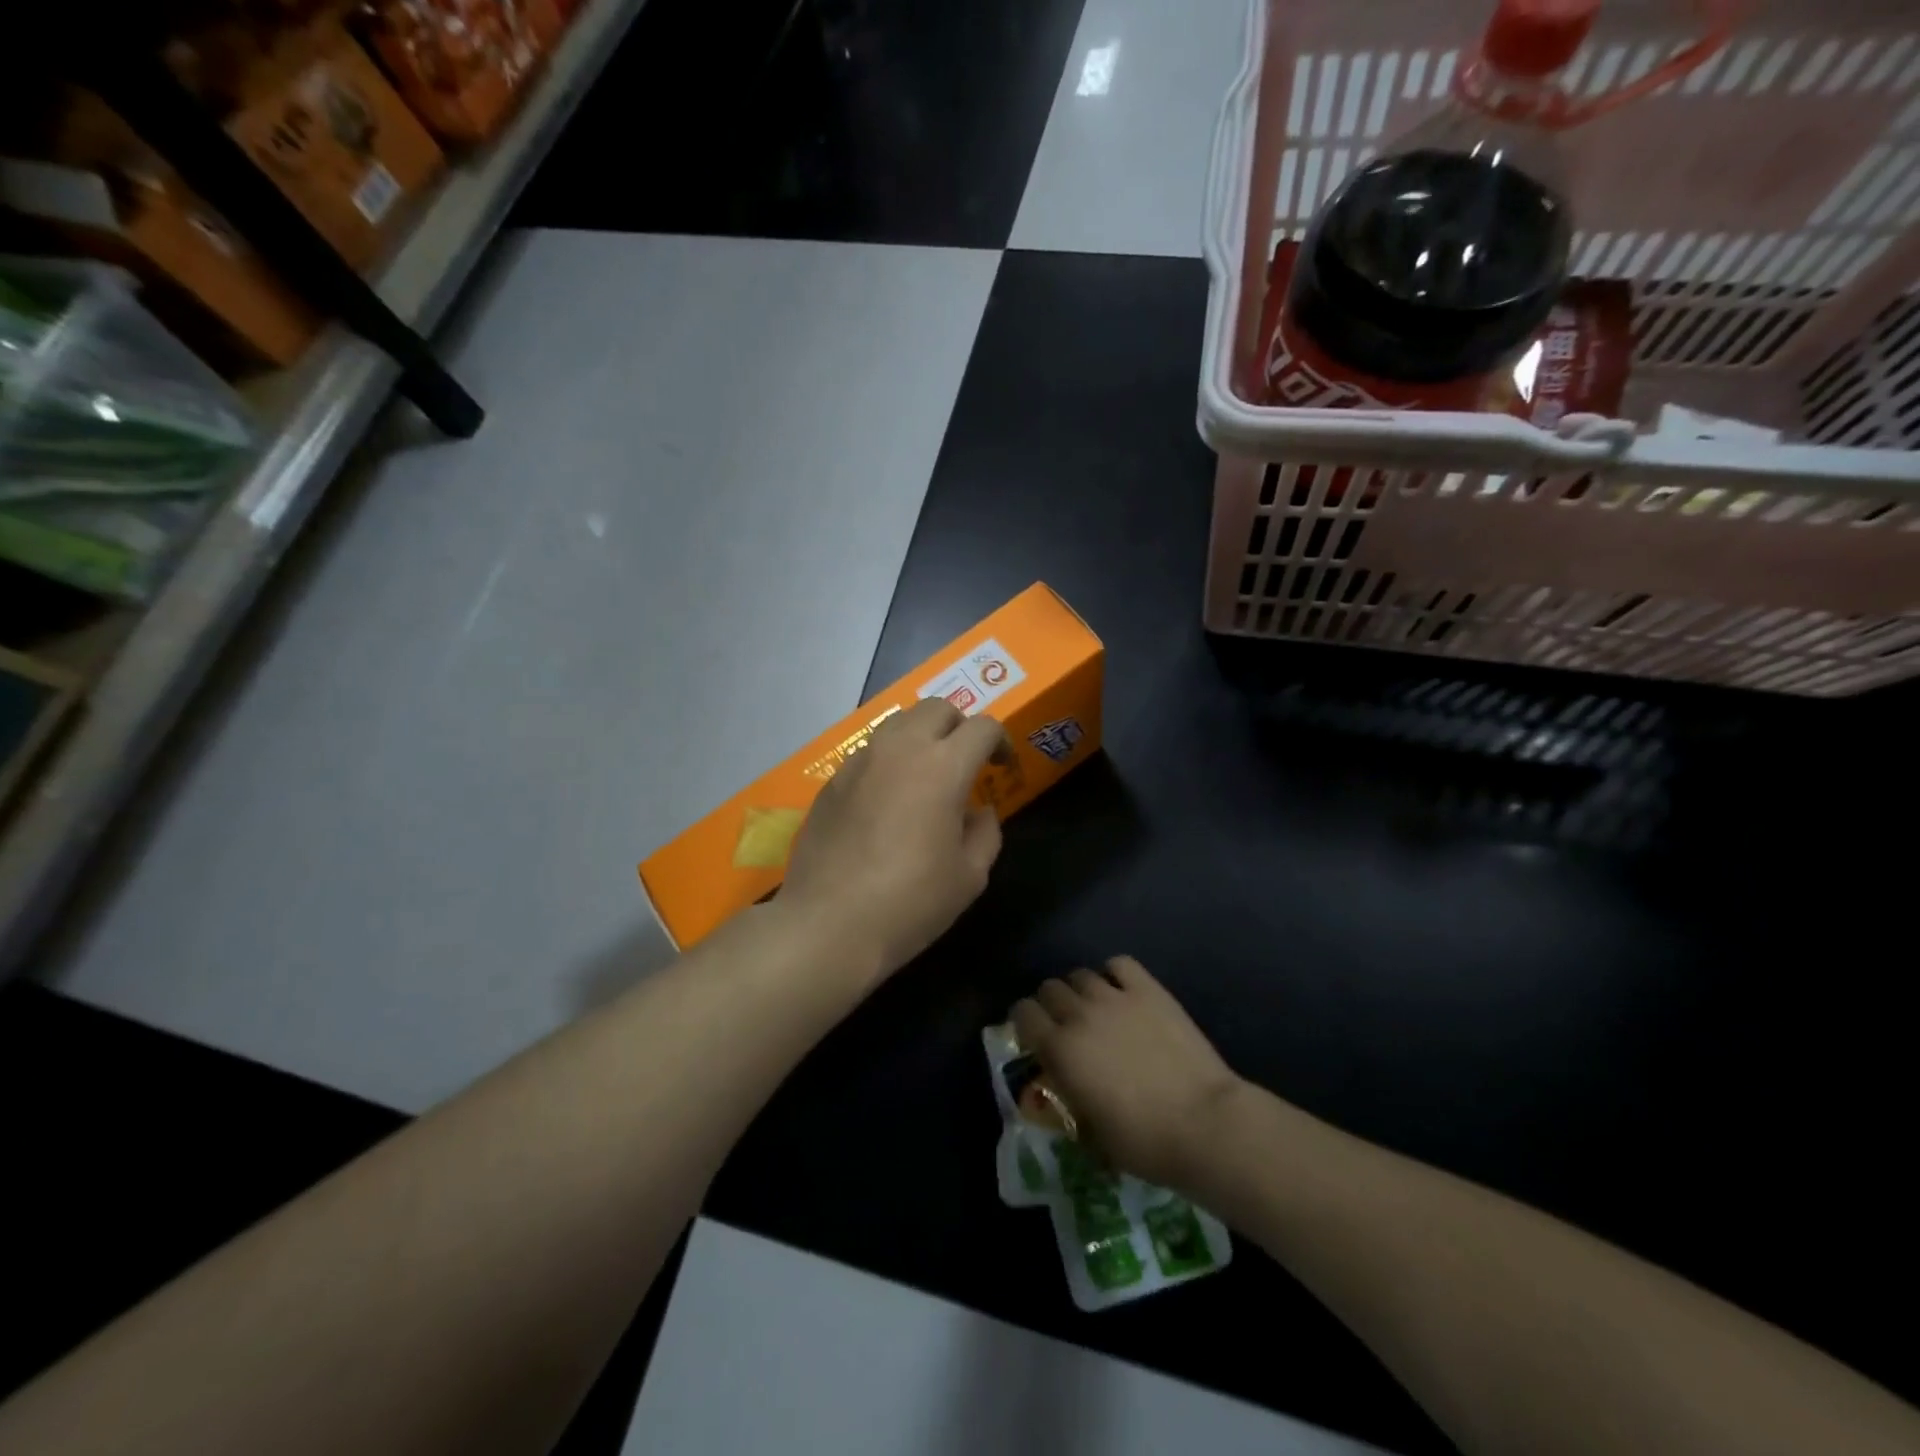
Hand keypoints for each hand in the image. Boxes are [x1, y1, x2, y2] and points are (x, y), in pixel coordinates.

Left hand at [783, 698, 1007, 983]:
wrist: (829, 923)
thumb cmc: (911, 902)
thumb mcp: (970, 876)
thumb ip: (985, 833)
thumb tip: (979, 811)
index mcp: (943, 767)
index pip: (982, 727)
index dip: (1000, 741)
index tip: (1002, 768)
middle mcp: (900, 749)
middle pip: (937, 708)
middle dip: (960, 726)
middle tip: (966, 762)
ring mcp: (860, 761)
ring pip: (899, 723)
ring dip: (921, 737)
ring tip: (926, 775)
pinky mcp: (833, 780)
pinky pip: (870, 752)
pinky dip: (889, 760)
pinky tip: (888, 800)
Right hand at [1010, 957, 1245, 1191]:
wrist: (1203, 1123)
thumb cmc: (1143, 1142)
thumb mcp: (1090, 1133)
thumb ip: (1068, 1100)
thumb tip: (1061, 1087)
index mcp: (1059, 1049)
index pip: (1023, 1013)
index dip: (1025, 1022)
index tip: (1035, 1037)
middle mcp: (1079, 1014)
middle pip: (1050, 988)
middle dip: (1052, 1005)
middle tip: (1067, 1026)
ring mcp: (1115, 997)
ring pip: (1080, 974)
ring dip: (1081, 991)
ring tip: (1097, 1009)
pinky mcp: (1149, 990)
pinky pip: (1120, 964)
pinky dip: (1115, 974)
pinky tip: (1123, 992)